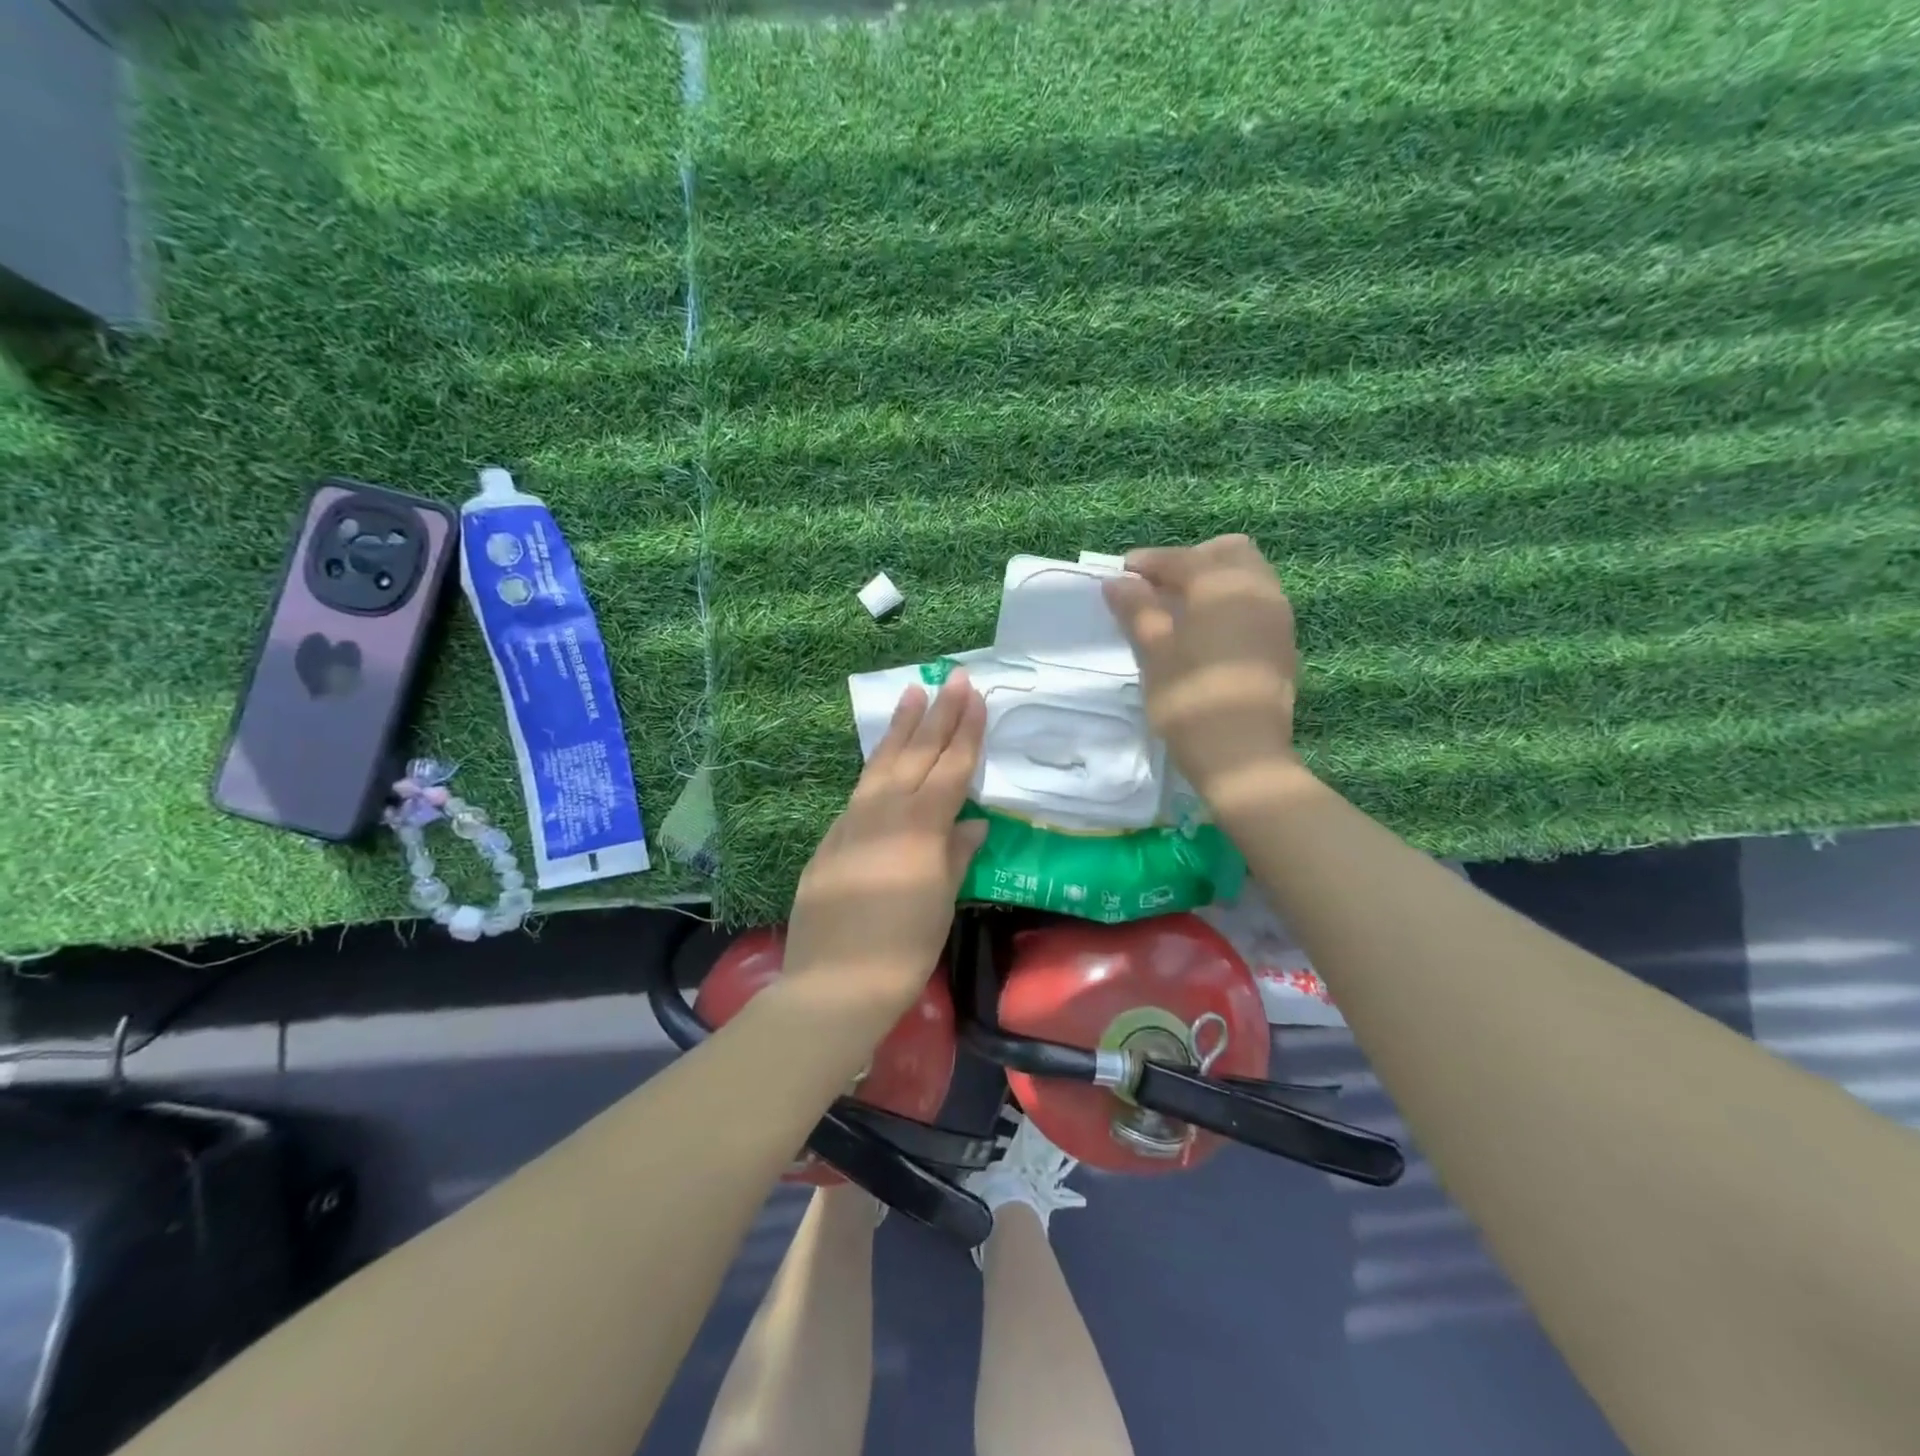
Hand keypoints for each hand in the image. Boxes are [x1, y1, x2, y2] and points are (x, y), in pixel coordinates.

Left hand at [780, 672, 990, 1028]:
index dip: (966, 731)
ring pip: (882, 764)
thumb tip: (972, 825)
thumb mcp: (941, 903)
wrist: (833, 983)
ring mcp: (853, 822)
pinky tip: (882, 758)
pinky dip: (877, 765)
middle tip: (951, 678)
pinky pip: (861, 789)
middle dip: (938, 714)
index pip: (951, 768)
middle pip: (917, 754)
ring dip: (899, 727)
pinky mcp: (832, 838)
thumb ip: (955, 856)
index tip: (976, 696)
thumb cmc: (902, 949)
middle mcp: (886, 813)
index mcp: (921, 827)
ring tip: (911, 692)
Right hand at [1102, 535, 1299, 801]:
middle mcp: (1258, 591)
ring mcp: (1277, 617)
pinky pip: (1256, 603)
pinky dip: (1229, 603)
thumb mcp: (1155, 654)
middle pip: (1228, 553)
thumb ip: (1138, 610)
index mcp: (1223, 587)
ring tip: (1177, 610)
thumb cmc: (1190, 701)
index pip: (1183, 559)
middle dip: (1190, 561)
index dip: (1149, 563)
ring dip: (1212, 581)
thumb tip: (1118, 581)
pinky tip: (1204, 632)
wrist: (1243, 757)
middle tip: (1157, 588)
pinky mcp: (1282, 644)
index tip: (1122, 574)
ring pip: (1247, 576)